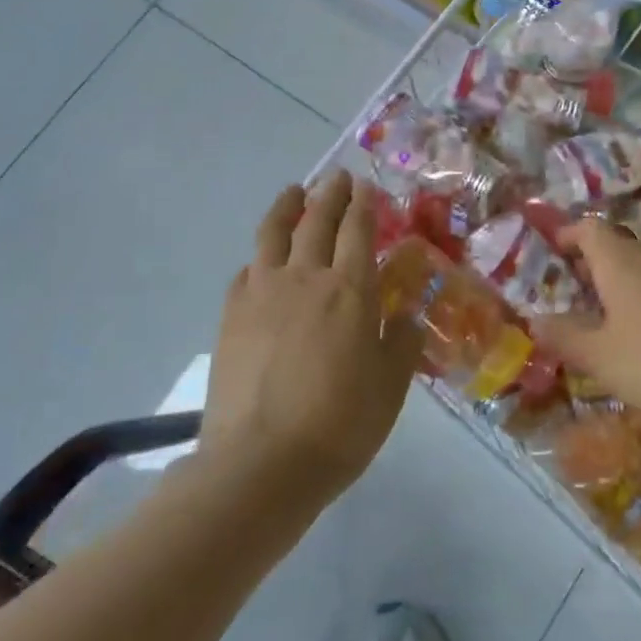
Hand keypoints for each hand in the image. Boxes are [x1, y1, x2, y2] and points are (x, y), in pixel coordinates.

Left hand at [203, 171, 422, 503]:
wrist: (261, 462)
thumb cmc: (340, 424)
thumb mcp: (391, 386)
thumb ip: (403, 343)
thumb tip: (409, 317)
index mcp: (350, 291)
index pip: (358, 230)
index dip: (363, 204)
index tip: (365, 186)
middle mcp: (305, 278)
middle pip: (317, 221)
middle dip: (330, 194)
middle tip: (337, 178)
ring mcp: (262, 293)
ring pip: (273, 233)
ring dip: (287, 206)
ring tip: (294, 192)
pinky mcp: (231, 315)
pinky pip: (247, 269)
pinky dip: (260, 254)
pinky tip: (262, 259)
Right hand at [536, 220, 640, 434]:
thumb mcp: (598, 356)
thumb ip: (564, 336)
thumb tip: (535, 320)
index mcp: (620, 262)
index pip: (589, 228)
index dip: (568, 234)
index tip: (552, 251)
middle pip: (616, 245)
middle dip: (592, 263)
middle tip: (573, 290)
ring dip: (620, 282)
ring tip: (605, 314)